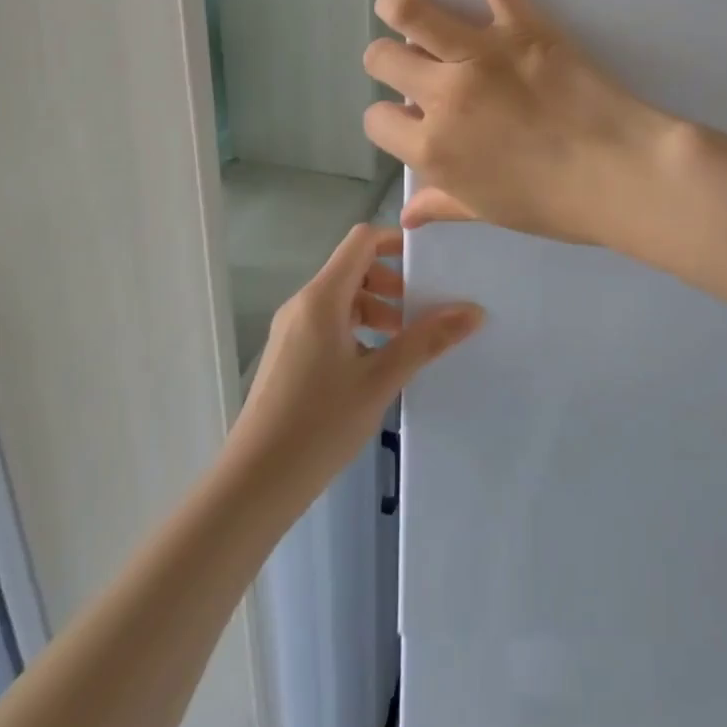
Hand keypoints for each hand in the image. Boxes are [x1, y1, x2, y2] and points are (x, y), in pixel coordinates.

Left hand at [228, 225, 481, 497]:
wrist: (252, 486)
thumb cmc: (319, 424)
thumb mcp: (381, 380)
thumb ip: (427, 340)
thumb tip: (474, 310)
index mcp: (322, 298)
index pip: (362, 240)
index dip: (396, 241)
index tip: (430, 262)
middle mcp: (303, 304)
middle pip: (354, 268)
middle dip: (392, 283)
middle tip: (423, 311)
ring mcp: (291, 331)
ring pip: (342, 299)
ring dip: (377, 310)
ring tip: (406, 343)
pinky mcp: (288, 356)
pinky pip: (329, 324)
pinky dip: (358, 330)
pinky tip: (377, 368)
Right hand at [362, 0, 679, 247]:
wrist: (622, 174)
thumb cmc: (556, 203)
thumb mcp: (488, 211)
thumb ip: (441, 204)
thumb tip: (404, 216)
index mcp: (431, 149)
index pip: (377, 120)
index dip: (392, 118)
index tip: (414, 119)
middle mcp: (441, 96)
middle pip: (383, 59)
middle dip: (389, 61)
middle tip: (415, 65)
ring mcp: (479, 54)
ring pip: (409, 11)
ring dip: (400, 8)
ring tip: (408, 10)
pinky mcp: (522, 25)